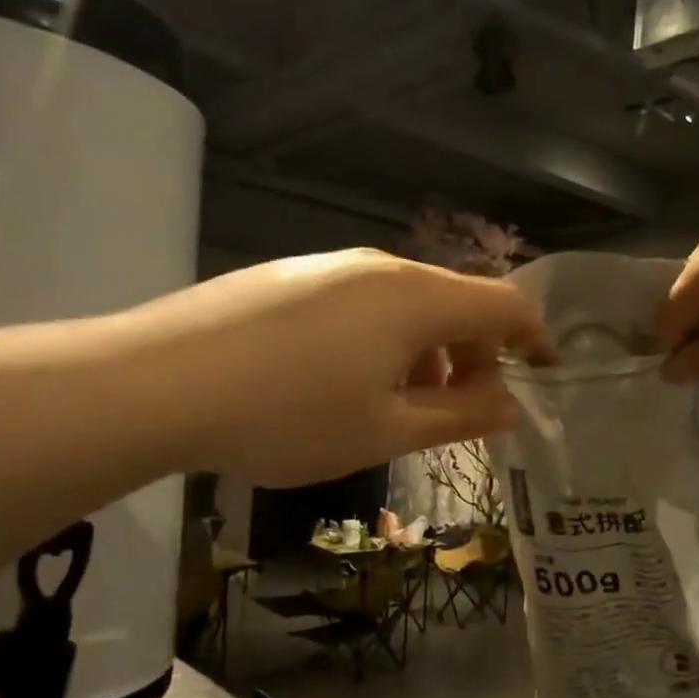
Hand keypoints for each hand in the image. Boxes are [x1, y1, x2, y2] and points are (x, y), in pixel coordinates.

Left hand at [127, 250, 551, 485]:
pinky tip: (350, 384)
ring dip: (432, 353)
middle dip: (480, 355)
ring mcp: (333, 267)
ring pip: (412, 305)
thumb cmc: (288, 416)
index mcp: (418, 300)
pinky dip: (389, 342)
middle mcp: (383, 268)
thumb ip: (461, 417)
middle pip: (460, 302)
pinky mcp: (293, 277)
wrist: (152, 383)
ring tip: (406, 406)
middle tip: (468, 411)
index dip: (537, 340)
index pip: (507, 305)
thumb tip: (510, 407)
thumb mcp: (388, 430)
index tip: (546, 378)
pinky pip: (368, 304)